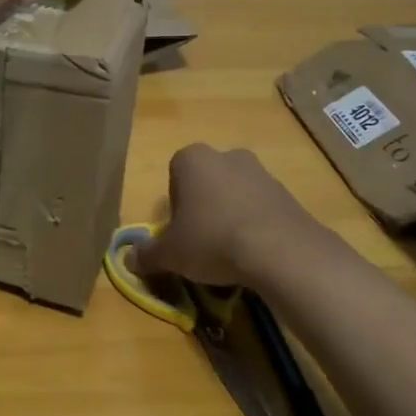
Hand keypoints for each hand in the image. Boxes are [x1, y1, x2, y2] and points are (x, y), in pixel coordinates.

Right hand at [132, 144, 328, 293]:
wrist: (280, 249)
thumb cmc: (212, 239)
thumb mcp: (170, 253)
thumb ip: (147, 254)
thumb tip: (129, 260)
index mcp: (191, 158)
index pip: (174, 176)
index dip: (175, 207)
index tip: (180, 233)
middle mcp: (225, 155)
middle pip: (206, 182)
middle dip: (203, 208)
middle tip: (202, 243)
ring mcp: (260, 171)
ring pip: (234, 194)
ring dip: (230, 216)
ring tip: (231, 252)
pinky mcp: (286, 192)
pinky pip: (260, 208)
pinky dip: (255, 225)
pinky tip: (255, 253)